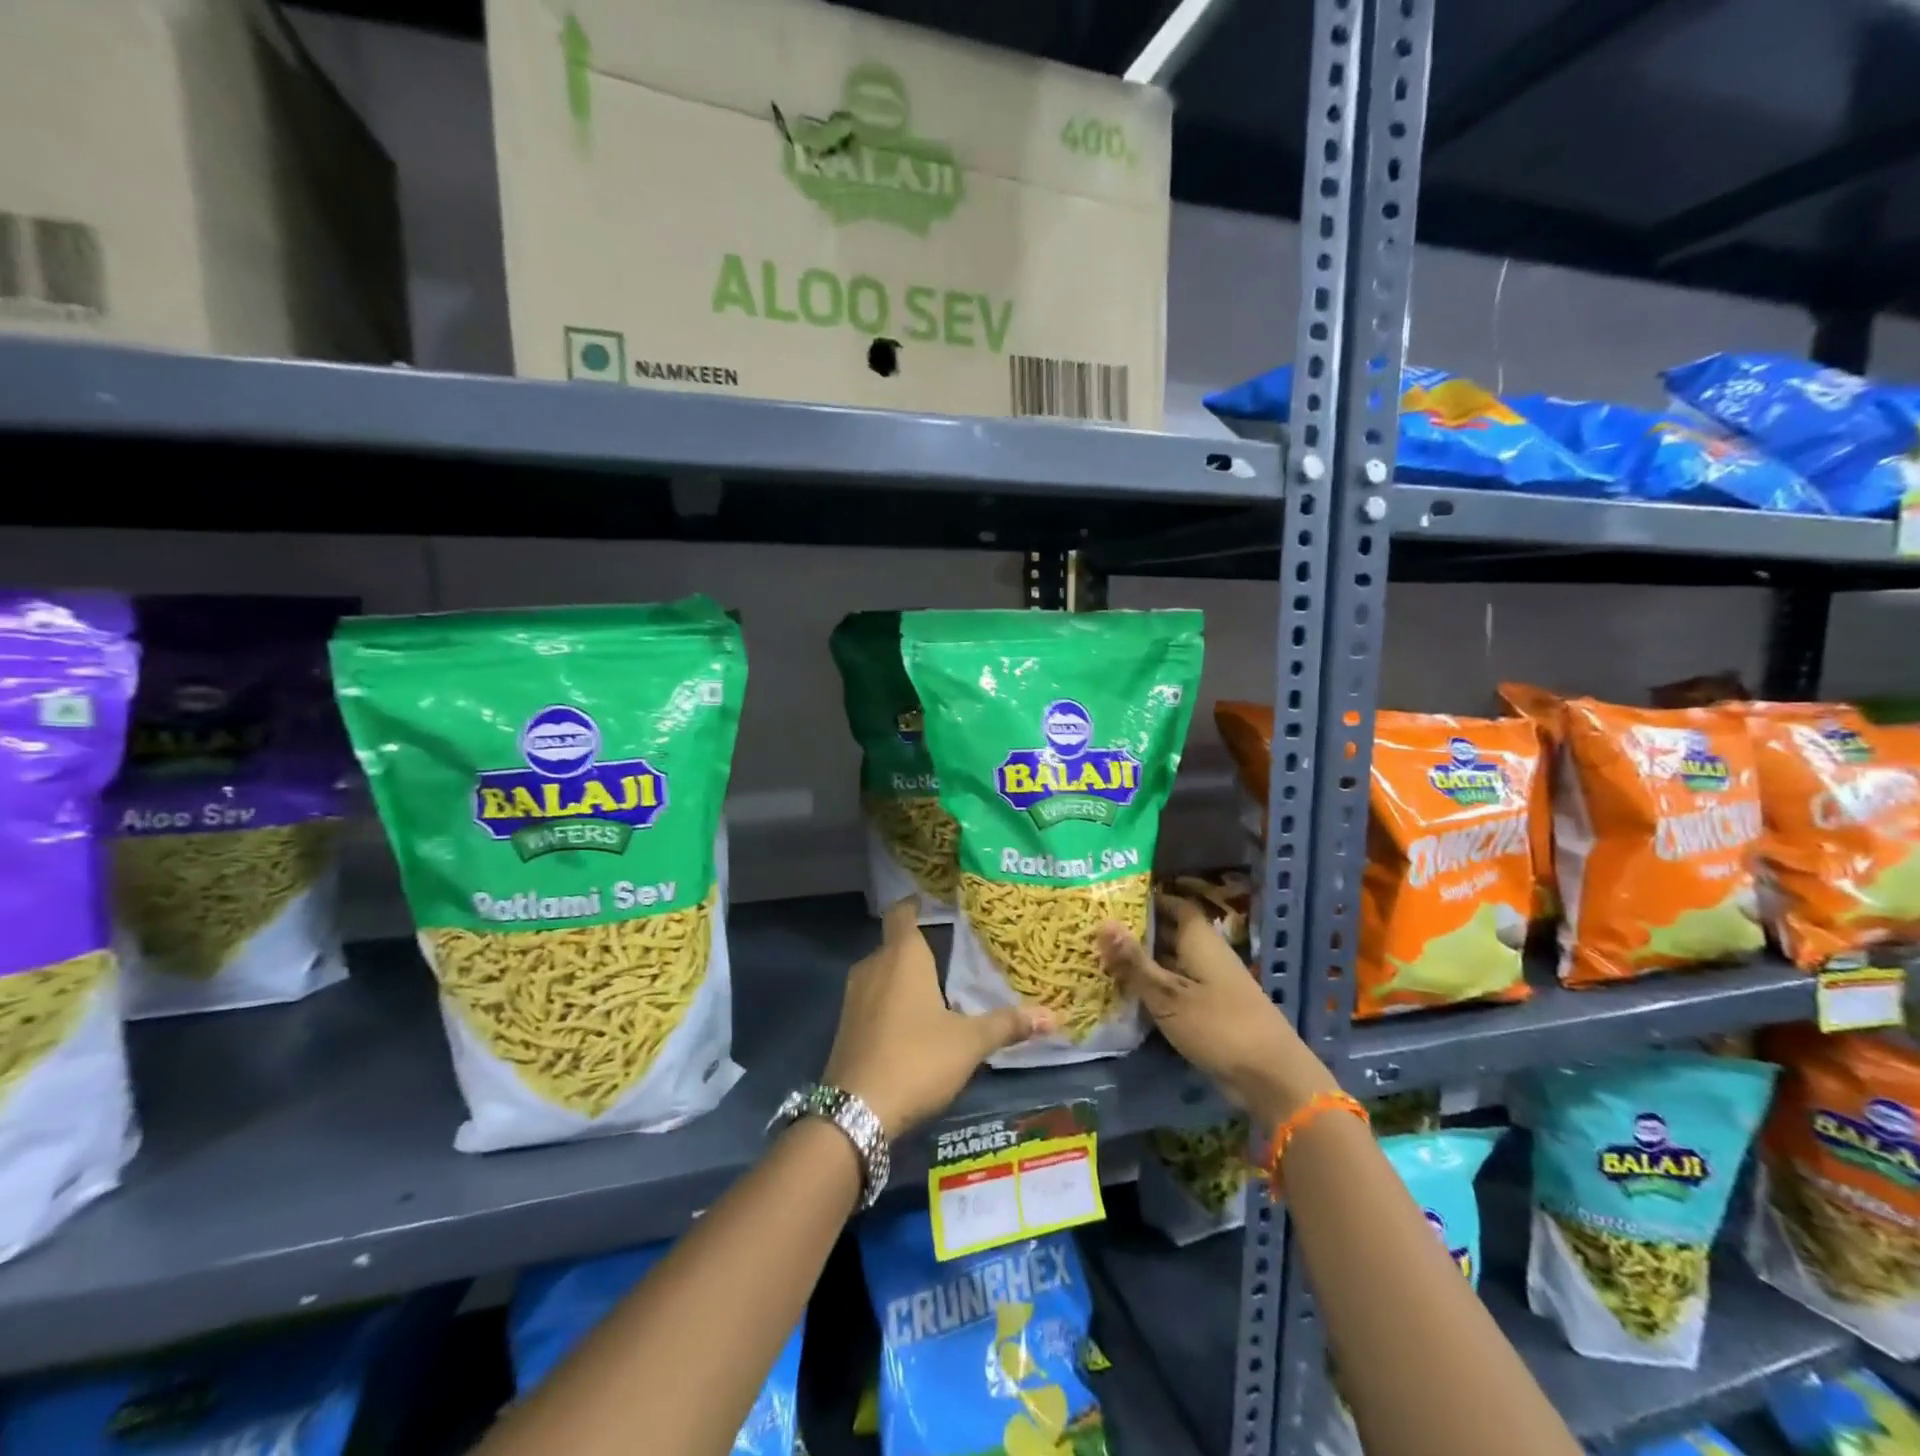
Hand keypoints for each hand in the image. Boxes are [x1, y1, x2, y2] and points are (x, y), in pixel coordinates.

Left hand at [824, 900, 1049, 1137]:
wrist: (857, 1111)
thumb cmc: (917, 1059)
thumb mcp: (969, 1042)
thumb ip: (1007, 1024)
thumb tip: (1052, 1016)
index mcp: (902, 956)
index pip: (902, 912)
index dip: (916, 903)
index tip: (936, 902)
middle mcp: (873, 966)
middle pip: (895, 944)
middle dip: (920, 946)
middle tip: (954, 950)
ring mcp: (854, 996)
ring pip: (883, 972)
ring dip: (905, 976)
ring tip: (938, 985)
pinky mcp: (846, 1025)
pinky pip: (873, 998)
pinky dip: (891, 1000)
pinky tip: (913, 1021)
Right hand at [1098, 895, 1338, 1128]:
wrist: (1271, 1078)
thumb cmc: (1218, 1026)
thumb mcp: (1168, 995)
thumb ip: (1134, 962)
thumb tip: (1102, 922)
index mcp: (1200, 941)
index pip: (1175, 905)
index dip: (1149, 899)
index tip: (1115, 899)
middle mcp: (1207, 956)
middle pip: (1171, 933)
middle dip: (1138, 931)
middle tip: (1097, 930)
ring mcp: (1211, 985)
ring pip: (1172, 963)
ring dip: (1144, 962)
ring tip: (1102, 959)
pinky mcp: (1211, 1012)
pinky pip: (1177, 990)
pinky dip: (1155, 989)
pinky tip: (1127, 996)